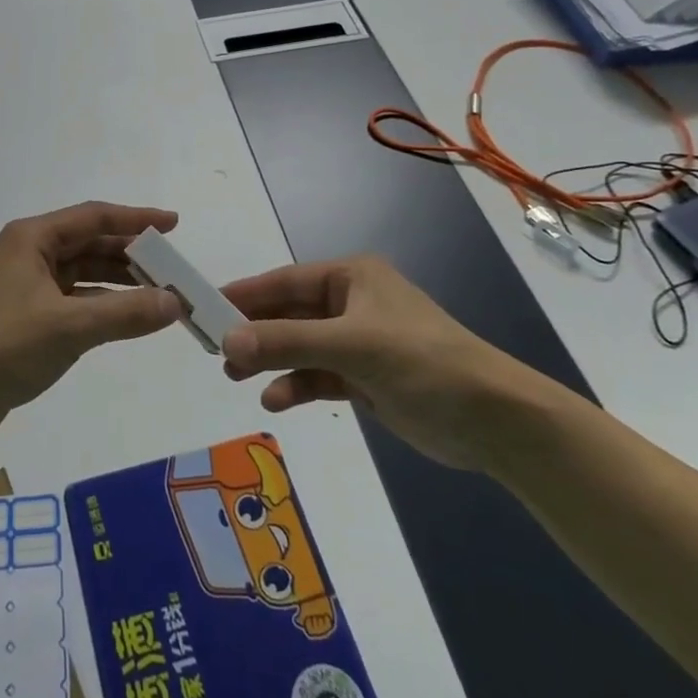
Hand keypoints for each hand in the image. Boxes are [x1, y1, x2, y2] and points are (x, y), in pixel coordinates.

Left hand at [0, 202, 183, 445]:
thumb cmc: (3, 346)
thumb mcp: (69, 327)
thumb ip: (125, 312)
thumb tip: (175, 302)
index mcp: (33, 239)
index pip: (94, 216)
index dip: (136, 219)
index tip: (174, 225)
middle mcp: (31, 254)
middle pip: (91, 244)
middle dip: (133, 255)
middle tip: (175, 270)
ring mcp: (28, 286)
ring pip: (85, 274)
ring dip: (121, 283)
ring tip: (162, 295)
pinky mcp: (29, 318)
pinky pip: (77, 301)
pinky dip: (104, 306)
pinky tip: (131, 318)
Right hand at [220, 256, 537, 469]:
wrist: (494, 420)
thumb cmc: (422, 362)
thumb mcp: (351, 346)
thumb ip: (286, 342)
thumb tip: (226, 339)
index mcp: (351, 277)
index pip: (283, 281)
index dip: (243, 294)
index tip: (203, 306)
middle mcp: (350, 303)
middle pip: (287, 314)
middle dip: (254, 332)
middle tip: (214, 349)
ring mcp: (357, 342)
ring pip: (299, 346)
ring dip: (271, 360)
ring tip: (236, 376)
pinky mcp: (364, 377)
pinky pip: (317, 375)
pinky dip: (296, 385)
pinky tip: (278, 400)